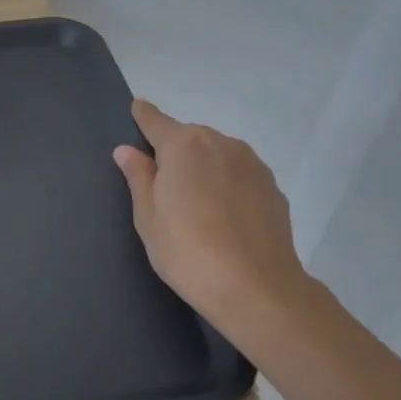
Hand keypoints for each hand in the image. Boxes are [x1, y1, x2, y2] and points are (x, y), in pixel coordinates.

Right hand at [112, 99, 311, 341]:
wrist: (258, 290)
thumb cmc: (187, 251)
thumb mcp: (148, 217)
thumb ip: (138, 177)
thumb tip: (127, 150)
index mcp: (183, 145)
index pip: (155, 119)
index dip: (143, 115)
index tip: (136, 109)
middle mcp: (220, 143)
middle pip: (188, 137)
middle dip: (175, 152)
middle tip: (163, 186)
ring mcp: (252, 164)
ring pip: (217, 154)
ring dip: (203, 167)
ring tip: (196, 204)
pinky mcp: (273, 188)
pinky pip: (239, 175)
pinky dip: (227, 184)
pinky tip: (223, 216)